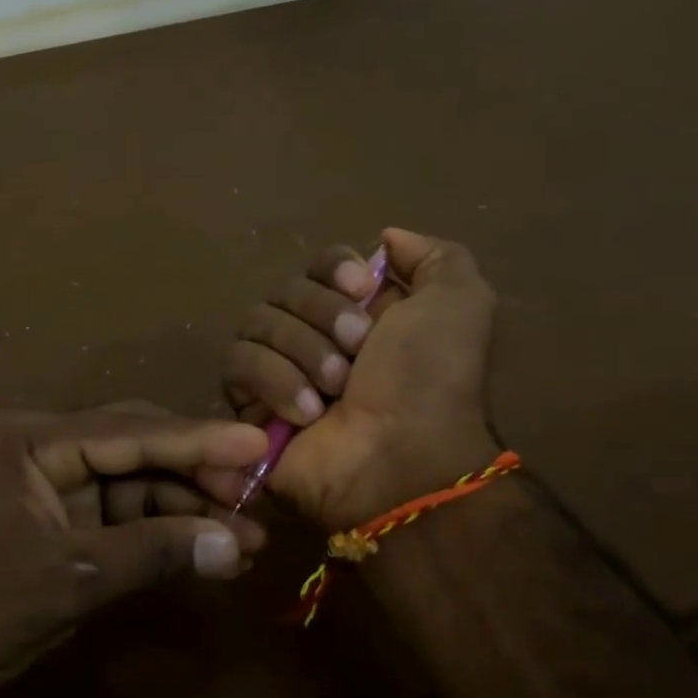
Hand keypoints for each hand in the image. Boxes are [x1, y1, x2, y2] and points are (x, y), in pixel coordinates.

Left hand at [0, 405, 268, 697]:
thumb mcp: (65, 578)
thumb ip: (151, 554)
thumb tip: (233, 545)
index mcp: (30, 440)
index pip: (128, 432)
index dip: (197, 440)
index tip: (257, 444)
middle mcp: (43, 452)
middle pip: (135, 451)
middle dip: (195, 476)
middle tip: (256, 497)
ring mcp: (51, 490)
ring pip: (134, 487)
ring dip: (185, 513)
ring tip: (245, 539)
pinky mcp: (58, 527)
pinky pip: (120, 521)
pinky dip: (160, 538)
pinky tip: (205, 554)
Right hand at [223, 227, 498, 529]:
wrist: (400, 459)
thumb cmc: (431, 381)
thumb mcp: (460, 304)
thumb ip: (434, 257)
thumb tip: (384, 238)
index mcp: (361, 311)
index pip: (321, 264)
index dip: (334, 270)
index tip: (361, 291)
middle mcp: (315, 334)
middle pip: (285, 289)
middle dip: (321, 316)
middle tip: (356, 353)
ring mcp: (278, 368)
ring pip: (257, 321)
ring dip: (301, 351)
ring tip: (335, 390)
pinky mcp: (248, 402)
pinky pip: (237, 363)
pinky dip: (273, 380)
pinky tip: (306, 412)